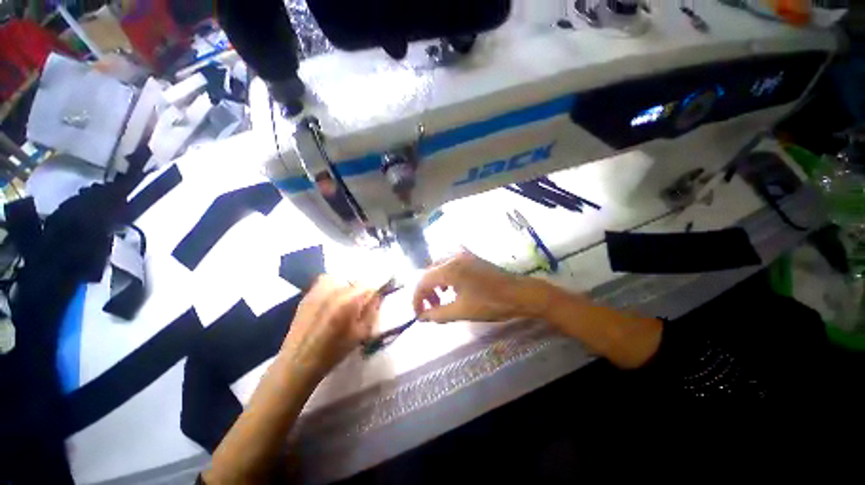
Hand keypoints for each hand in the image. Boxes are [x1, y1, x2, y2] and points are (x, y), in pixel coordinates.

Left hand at [281, 275, 380, 379]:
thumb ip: (372, 311)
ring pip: (341, 279)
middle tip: (359, 306)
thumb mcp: (360, 334)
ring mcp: (318, 290)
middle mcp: (333, 289)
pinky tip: (330, 304)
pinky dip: (333, 288)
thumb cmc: (333, 352)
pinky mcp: (308, 294)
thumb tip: (377, 296)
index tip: (375, 302)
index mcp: (348, 300)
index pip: (370, 285)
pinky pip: (326, 283)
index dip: (375, 293)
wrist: (297, 363)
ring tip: (345, 303)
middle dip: (361, 291)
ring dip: (347, 288)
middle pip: (356, 281)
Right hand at [412, 251, 547, 323]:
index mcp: (449, 269)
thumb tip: (422, 318)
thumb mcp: (462, 311)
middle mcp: (453, 257)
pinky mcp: (471, 258)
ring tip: (441, 299)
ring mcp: (463, 255)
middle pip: (429, 273)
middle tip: (431, 308)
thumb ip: (438, 314)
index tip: (419, 315)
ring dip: (435, 283)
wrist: (520, 293)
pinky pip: (450, 264)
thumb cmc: (491, 303)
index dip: (417, 299)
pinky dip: (445, 277)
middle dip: (426, 291)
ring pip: (439, 267)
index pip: (422, 282)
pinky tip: (452, 288)